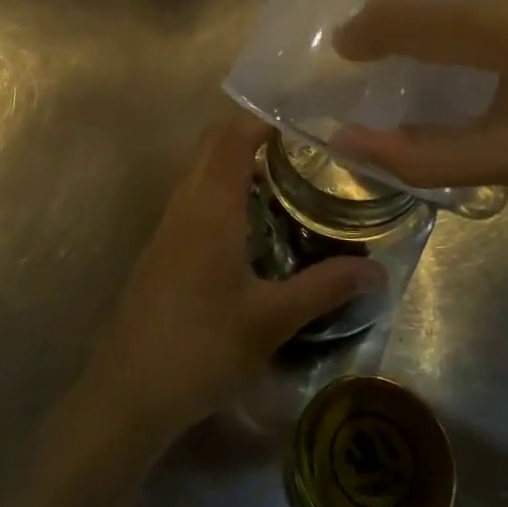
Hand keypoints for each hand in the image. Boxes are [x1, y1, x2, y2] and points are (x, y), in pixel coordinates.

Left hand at [77, 115, 385, 448]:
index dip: (265, 117)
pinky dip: (222, 186)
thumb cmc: (202, 347)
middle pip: (213, 143)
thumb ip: (325, 288)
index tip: (304, 115)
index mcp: (210, 206)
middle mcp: (185, 202)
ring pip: (200, 168)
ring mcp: (168, 224)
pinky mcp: (162, 246)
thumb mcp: (271, 320)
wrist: (128, 391)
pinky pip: (193, 194)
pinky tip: (251, 220)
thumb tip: (379, 271)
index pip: (234, 137)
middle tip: (302, 142)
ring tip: (285, 174)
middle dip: (252, 131)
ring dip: (235, 159)